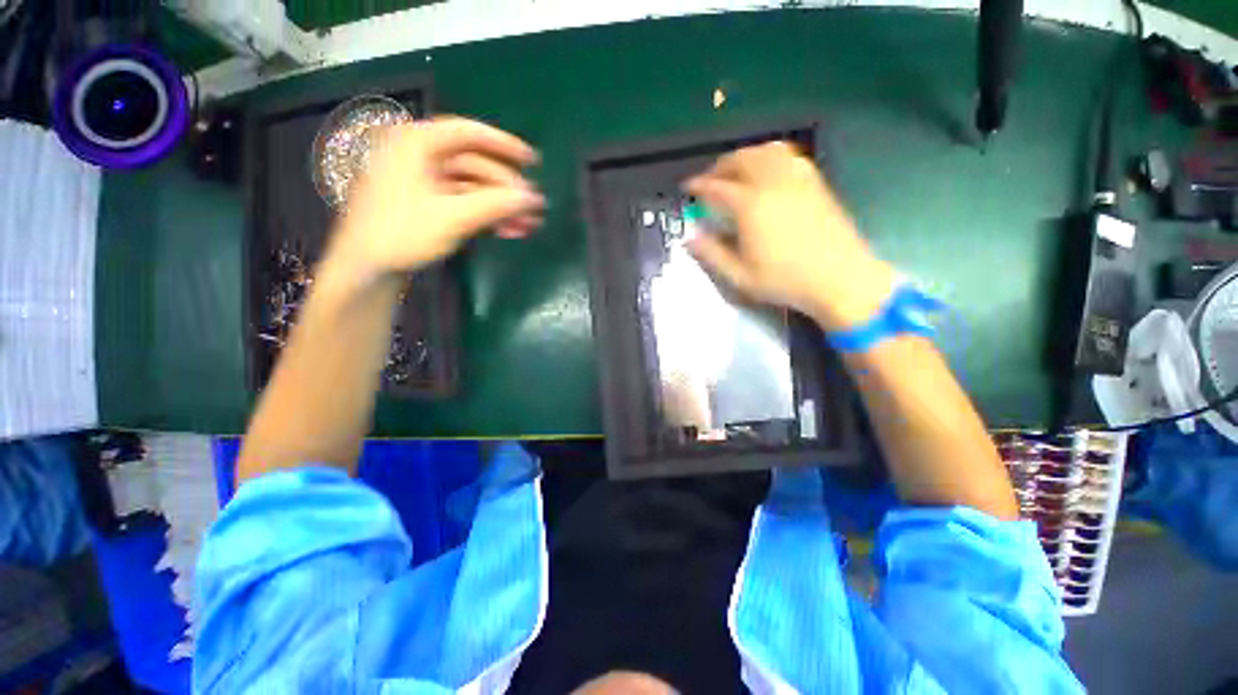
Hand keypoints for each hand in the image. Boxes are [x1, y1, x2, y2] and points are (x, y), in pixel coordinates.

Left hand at [331, 117, 545, 284]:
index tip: (533, 161)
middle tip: (534, 209)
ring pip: (473, 187)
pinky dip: (487, 215)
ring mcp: (423, 180)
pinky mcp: (426, 202)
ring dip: (501, 207)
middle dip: (507, 190)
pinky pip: (464, 202)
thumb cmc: (402, 233)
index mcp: (418, 143)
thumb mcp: (452, 217)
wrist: (366, 267)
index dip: (505, 145)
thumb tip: (534, 198)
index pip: (469, 133)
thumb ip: (495, 204)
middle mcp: (420, 154)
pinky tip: (507, 230)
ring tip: (528, 226)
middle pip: (476, 165)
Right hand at [684, 142, 896, 330]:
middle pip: (741, 159)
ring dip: (744, 156)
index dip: (699, 185)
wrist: (839, 278)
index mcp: (750, 206)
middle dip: (720, 166)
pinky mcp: (815, 182)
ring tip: (735, 171)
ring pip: (765, 151)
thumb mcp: (740, 276)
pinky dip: (769, 157)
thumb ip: (712, 254)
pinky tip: (767, 172)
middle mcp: (772, 183)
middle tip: (709, 179)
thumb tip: (690, 237)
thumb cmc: (785, 280)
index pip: (717, 187)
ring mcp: (797, 179)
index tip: (688, 187)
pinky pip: (787, 156)